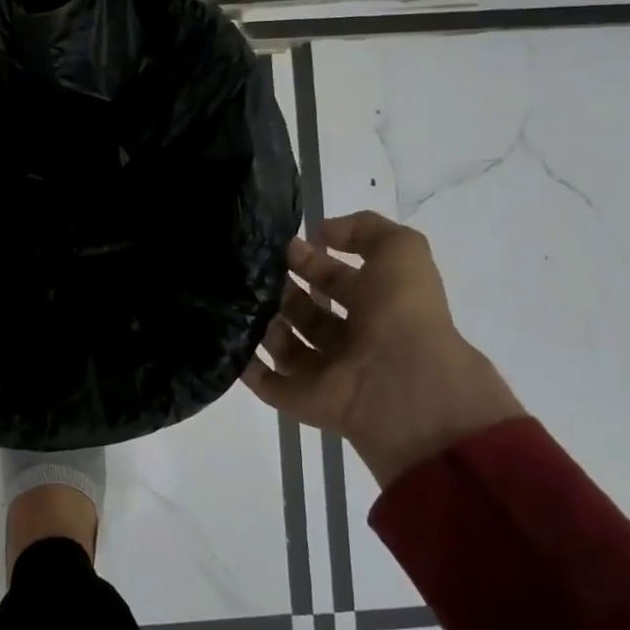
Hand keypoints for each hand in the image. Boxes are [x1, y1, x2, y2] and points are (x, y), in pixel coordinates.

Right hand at [242, 211, 523, 487]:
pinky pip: (265, 381)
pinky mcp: (301, 399)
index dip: (309, 261)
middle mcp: (350, 338)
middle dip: (279, 289)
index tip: (277, 246)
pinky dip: (245, 364)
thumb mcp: (401, 251)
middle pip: (304, 310)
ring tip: (239, 302)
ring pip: (282, 343)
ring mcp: (324, 372)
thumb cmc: (402, 315)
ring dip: (260, 322)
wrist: (403, 386)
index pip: (334, 278)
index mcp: (376, 305)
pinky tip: (226, 337)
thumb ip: (365, 229)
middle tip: (250, 273)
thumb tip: (319, 233)